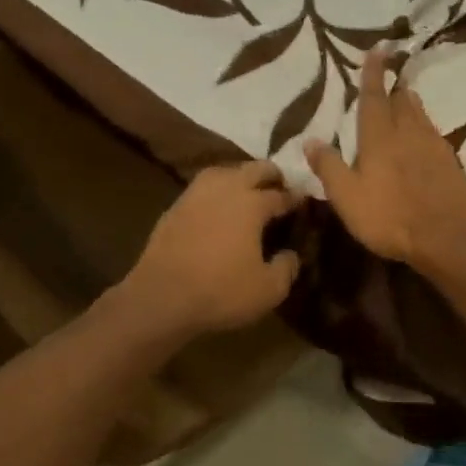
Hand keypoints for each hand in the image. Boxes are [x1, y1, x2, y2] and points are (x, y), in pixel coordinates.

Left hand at [119, 161, 301, 338]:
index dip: (295, 197)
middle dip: (271, 175)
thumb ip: (287, 267)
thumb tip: (290, 254)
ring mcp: (196, 193)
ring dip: (241, 177)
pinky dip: (216, 191)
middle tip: (280, 187)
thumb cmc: (221, 291)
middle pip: (254, 168)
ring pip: (224, 171)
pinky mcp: (175, 206)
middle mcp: (225, 188)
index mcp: (252, 203)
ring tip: (248, 192)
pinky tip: (217, 207)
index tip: (303, 201)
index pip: (281, 194)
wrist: (162, 296)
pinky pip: (203, 188)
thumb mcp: (268, 289)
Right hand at [305, 51, 465, 269]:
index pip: (373, 97)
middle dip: (393, 87)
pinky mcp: (451, 164)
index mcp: (379, 138)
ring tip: (405, 97)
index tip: (377, 50)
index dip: (373, 74)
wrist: (447, 239)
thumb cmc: (389, 217)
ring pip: (420, 115)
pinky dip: (424, 127)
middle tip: (390, 76)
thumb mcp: (346, 196)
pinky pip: (434, 134)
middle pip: (401, 102)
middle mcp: (408, 133)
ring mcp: (434, 147)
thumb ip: (329, 166)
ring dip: (410, 103)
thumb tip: (310, 140)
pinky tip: (424, 138)